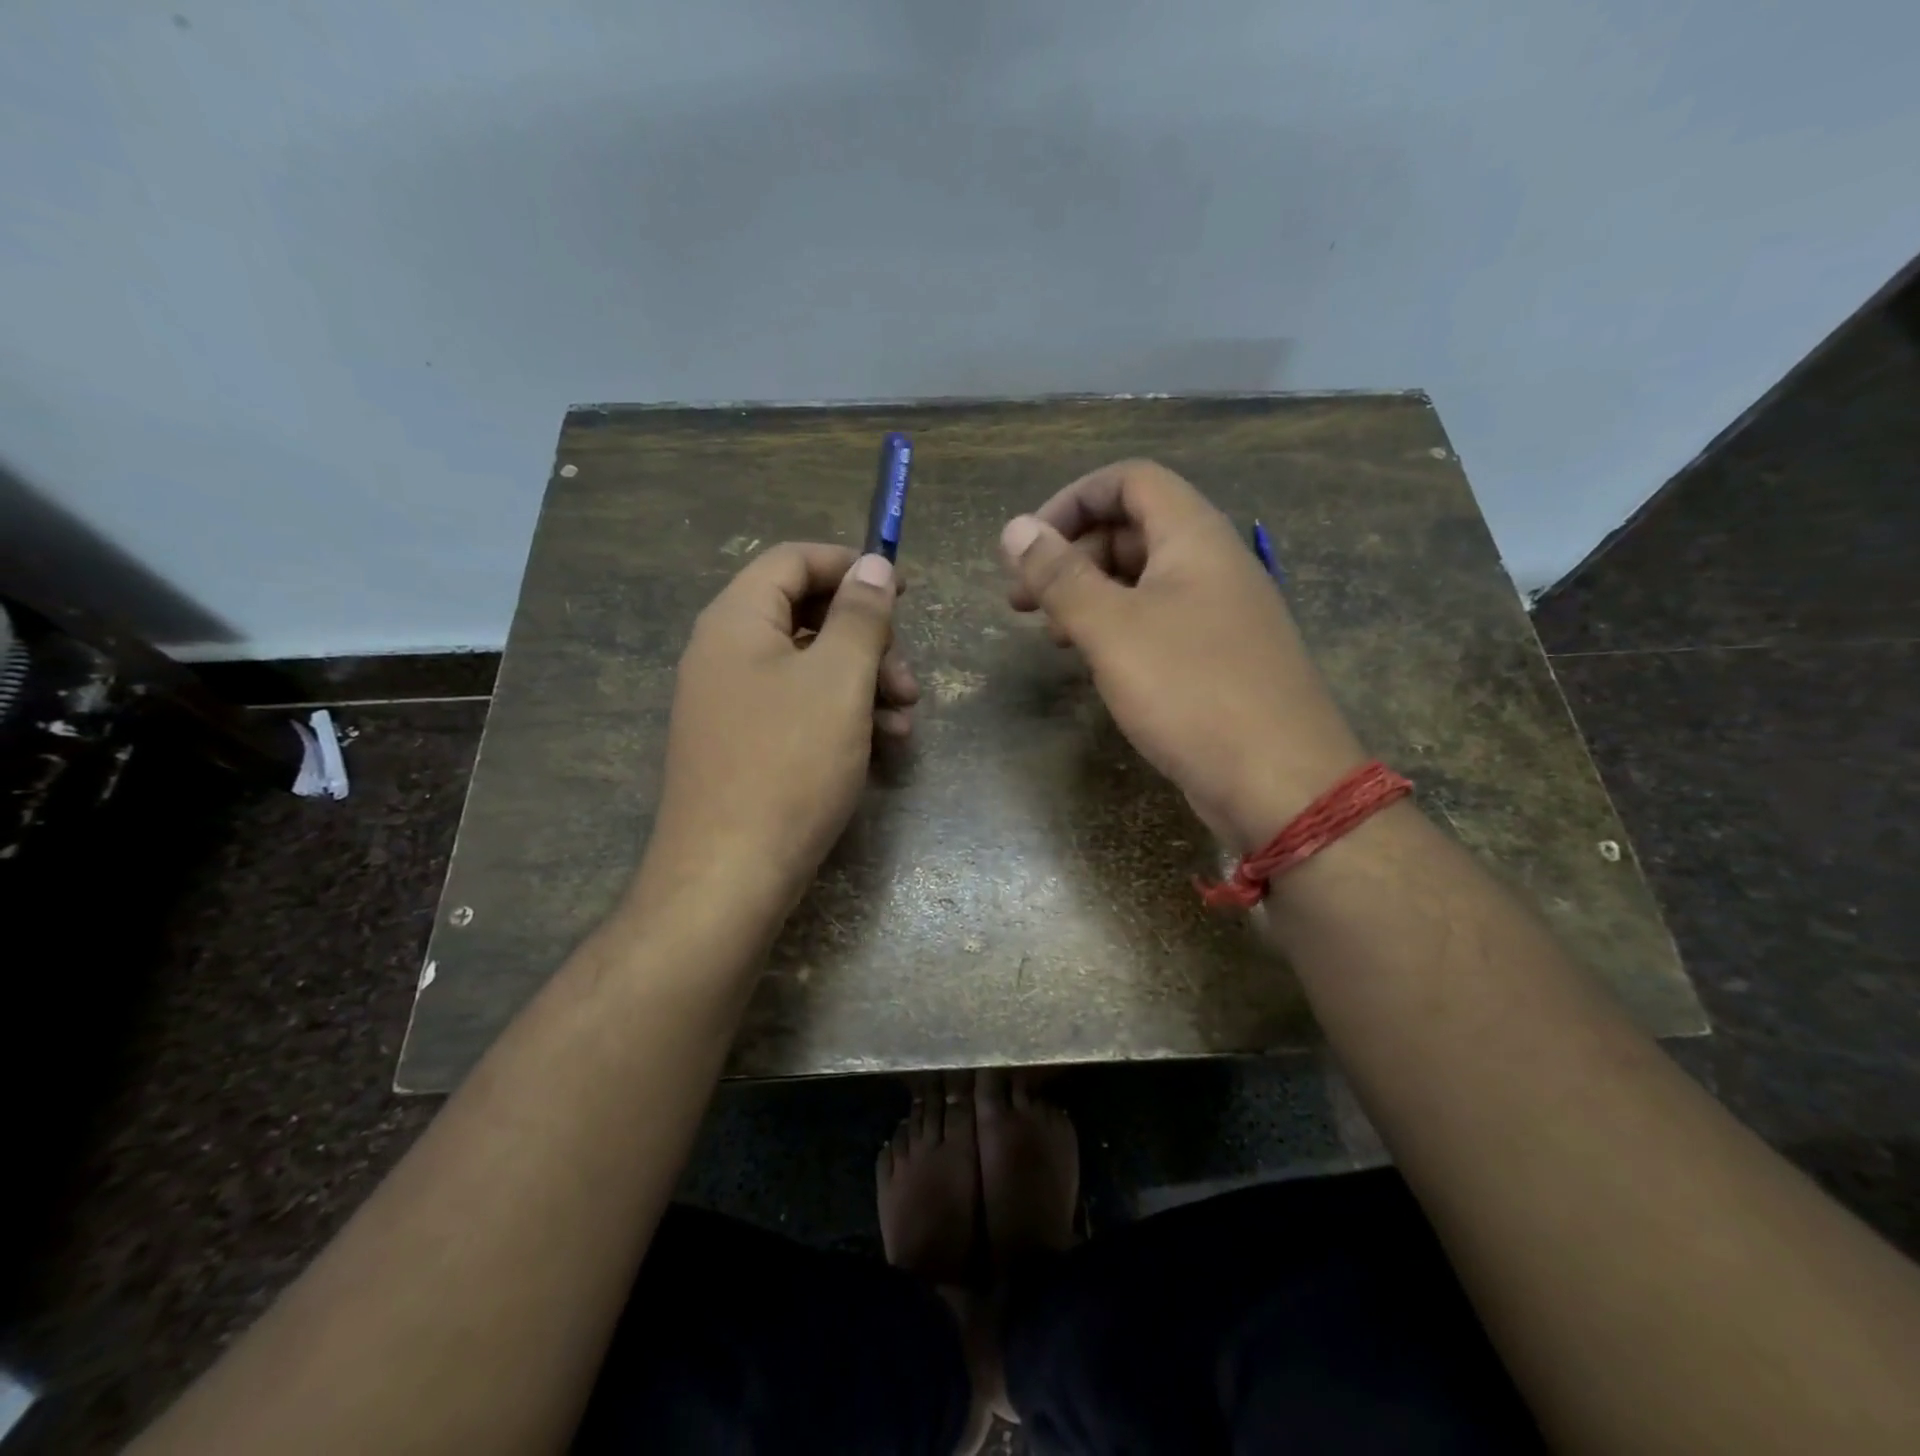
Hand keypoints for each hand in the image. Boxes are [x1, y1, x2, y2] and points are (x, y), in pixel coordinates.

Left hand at [637, 543, 917, 921]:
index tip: (903, 590)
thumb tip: (874, 565)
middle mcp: (725, 652)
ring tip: (905, 721)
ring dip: (865, 683)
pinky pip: (799, 709)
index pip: (793, 560)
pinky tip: (881, 746)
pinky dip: (842, 716)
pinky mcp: (744, 744)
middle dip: (868, 641)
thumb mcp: (838, 680)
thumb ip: (860, 615)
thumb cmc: (789, 764)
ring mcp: (731, 702)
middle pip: (806, 616)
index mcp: (737, 620)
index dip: (850, 566)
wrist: (729, 874)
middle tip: (908, 679)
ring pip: (810, 668)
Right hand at [1001, 460, 1363, 851]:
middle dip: (1071, 554)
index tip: (1028, 547)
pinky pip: (1158, 622)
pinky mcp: (1217, 658)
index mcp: (1194, 537)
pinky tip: (1093, 662)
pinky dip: (1117, 629)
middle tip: (1023, 601)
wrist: (1279, 783)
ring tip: (1051, 635)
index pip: (1129, 480)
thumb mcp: (1112, 629)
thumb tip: (1015, 529)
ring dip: (1089, 595)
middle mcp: (1211, 564)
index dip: (1072, 500)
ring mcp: (1218, 613)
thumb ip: (1060, 576)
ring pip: (1142, 580)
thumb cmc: (1192, 691)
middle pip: (1132, 528)